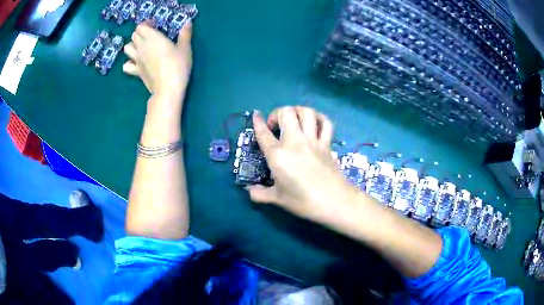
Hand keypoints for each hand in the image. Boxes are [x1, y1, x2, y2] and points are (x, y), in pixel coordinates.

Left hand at [123, 21, 192, 99]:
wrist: (167, 89)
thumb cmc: (178, 66)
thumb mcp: (185, 48)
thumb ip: (185, 34)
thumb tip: (188, 22)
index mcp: (152, 38)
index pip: (141, 27)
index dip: (146, 24)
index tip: (155, 25)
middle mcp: (142, 47)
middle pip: (134, 35)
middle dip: (140, 33)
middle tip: (150, 35)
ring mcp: (137, 60)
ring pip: (127, 48)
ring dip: (132, 45)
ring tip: (141, 47)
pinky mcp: (136, 72)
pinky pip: (126, 65)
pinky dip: (129, 62)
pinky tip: (136, 63)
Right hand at [247, 106, 359, 223]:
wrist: (334, 202)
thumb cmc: (303, 201)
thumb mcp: (277, 199)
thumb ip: (259, 194)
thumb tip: (249, 190)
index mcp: (278, 154)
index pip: (263, 132)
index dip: (257, 121)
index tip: (256, 115)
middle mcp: (294, 141)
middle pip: (286, 112)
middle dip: (277, 113)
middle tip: (276, 126)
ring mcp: (313, 140)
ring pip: (306, 112)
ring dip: (297, 111)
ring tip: (293, 120)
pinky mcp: (327, 144)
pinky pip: (325, 123)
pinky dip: (319, 118)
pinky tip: (314, 122)